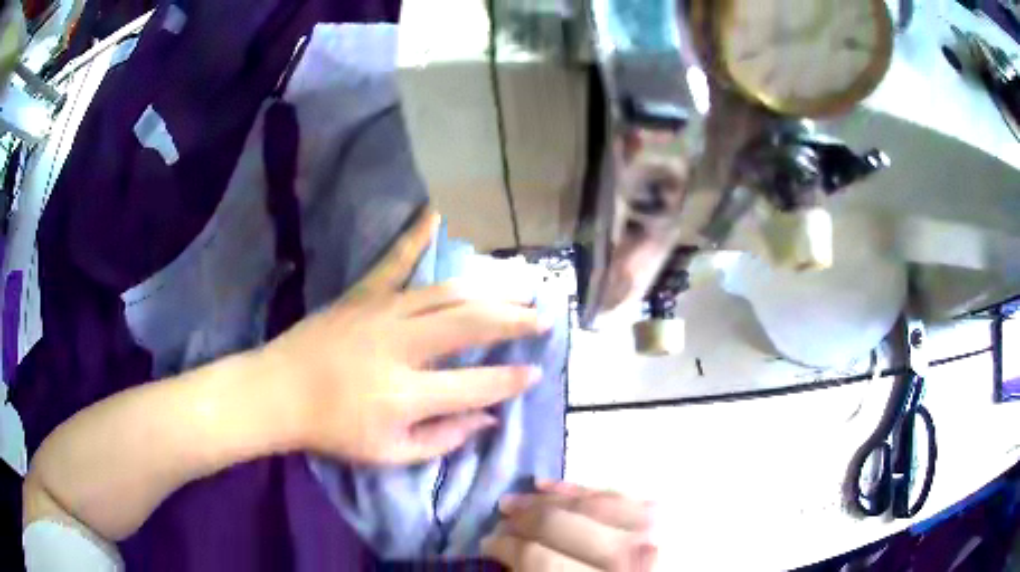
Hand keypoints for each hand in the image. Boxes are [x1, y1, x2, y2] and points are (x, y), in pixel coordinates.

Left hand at [257, 210, 549, 464]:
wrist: (277, 391)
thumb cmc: (332, 430)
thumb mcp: (388, 454)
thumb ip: (442, 439)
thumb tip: (487, 419)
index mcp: (406, 394)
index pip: (476, 384)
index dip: (511, 380)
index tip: (537, 372)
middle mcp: (400, 346)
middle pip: (470, 324)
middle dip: (514, 320)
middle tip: (543, 315)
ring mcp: (381, 313)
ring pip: (446, 292)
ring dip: (488, 289)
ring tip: (518, 286)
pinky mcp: (362, 295)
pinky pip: (394, 261)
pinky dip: (415, 236)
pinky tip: (436, 214)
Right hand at [482, 481, 658, 570]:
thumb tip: (516, 566)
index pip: (538, 558)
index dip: (506, 548)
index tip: (490, 544)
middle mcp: (633, 552)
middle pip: (557, 525)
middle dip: (519, 522)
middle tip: (499, 523)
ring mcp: (656, 525)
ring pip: (583, 503)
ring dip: (543, 501)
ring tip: (516, 502)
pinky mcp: (671, 509)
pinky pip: (615, 493)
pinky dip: (580, 490)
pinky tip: (556, 488)